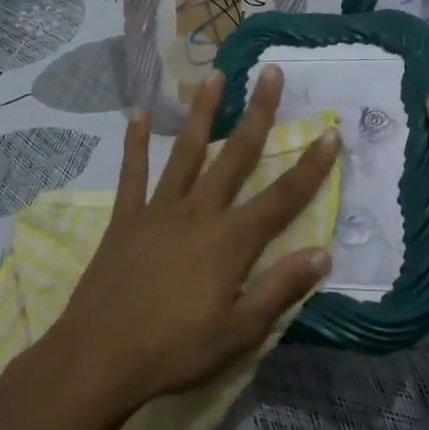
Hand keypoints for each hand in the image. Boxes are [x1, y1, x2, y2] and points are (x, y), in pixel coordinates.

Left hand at [47, 66, 338, 416]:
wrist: (99, 358)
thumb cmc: (174, 350)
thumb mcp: (238, 332)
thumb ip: (280, 289)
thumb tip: (323, 253)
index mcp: (230, 241)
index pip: (282, 197)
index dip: (311, 166)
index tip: (330, 132)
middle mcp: (199, 212)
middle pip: (237, 155)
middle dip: (258, 113)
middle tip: (270, 72)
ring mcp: (159, 209)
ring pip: (188, 151)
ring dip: (203, 112)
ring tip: (214, 76)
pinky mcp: (126, 217)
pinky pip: (133, 171)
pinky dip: (136, 141)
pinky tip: (139, 112)